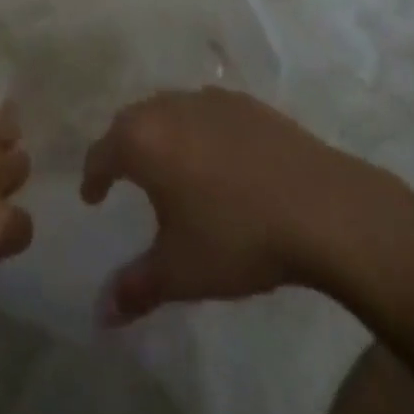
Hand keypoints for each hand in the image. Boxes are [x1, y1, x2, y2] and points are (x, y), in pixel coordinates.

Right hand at [80, 88, 370, 324]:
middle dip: (123, 147)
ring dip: (161, 133)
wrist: (320, 206)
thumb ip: (136, 288)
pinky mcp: (247, 103)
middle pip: (133, 121)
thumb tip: (100, 313)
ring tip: (169, 165)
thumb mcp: (180, 271)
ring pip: (170, 109)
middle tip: (123, 175)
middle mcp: (170, 107)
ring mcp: (211, 100)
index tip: (93, 196)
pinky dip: (198, 129)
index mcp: (144, 139)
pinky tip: (216, 157)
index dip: (93, 176)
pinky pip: (207, 111)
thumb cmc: (237, 236)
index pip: (102, 152)